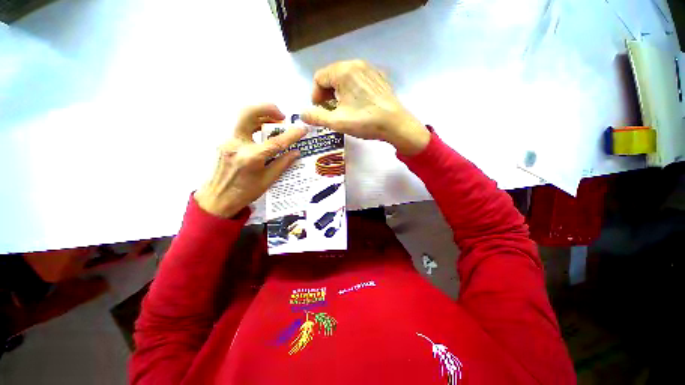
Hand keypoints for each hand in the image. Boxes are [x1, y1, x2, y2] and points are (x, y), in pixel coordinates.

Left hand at [194, 104, 305, 217]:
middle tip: (282, 116)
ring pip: (243, 117)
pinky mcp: (225, 142)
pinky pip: (242, 127)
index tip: (303, 128)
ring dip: (261, 115)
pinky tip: (263, 133)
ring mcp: (228, 141)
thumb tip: (296, 152)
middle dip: (267, 109)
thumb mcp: (268, 180)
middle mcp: (238, 145)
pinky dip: (255, 125)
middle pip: (248, 114)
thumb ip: (282, 164)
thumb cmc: (245, 193)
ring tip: (276, 124)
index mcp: (251, 158)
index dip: (291, 134)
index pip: (275, 142)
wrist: (217, 199)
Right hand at [301, 60, 429, 155]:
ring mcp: (370, 69)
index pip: (319, 78)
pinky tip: (358, 105)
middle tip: (330, 111)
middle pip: (332, 76)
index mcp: (343, 71)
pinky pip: (358, 80)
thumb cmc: (365, 122)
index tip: (319, 111)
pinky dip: (352, 90)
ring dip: (339, 93)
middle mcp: (356, 64)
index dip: (315, 95)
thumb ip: (316, 116)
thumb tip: (302, 114)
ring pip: (345, 78)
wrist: (396, 125)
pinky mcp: (379, 77)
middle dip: (326, 94)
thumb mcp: (337, 122)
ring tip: (343, 110)